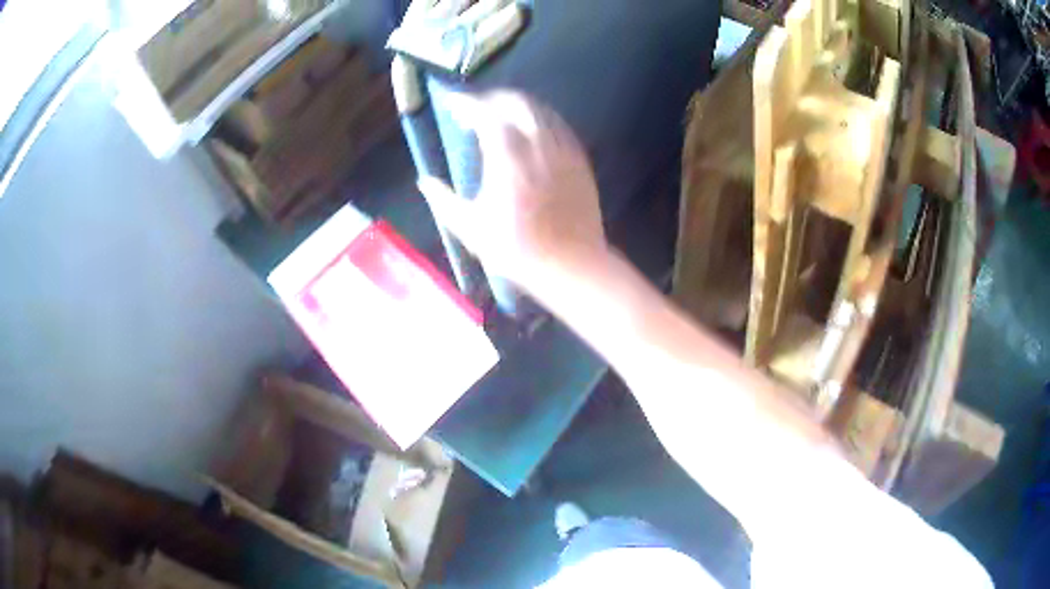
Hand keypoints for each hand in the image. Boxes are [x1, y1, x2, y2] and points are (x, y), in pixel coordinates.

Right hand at [417, 91, 607, 294]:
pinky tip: (529, 133)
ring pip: (540, 111)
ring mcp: (563, 151)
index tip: (452, 103)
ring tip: (499, 116)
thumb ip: (443, 200)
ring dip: (516, 106)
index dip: (466, 104)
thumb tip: (424, 181)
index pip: (486, 114)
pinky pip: (558, 126)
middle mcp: (538, 146)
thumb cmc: (517, 249)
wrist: (571, 264)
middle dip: (492, 98)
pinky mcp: (579, 160)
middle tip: (475, 108)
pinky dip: (538, 120)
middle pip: (517, 102)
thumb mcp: (470, 228)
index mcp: (508, 159)